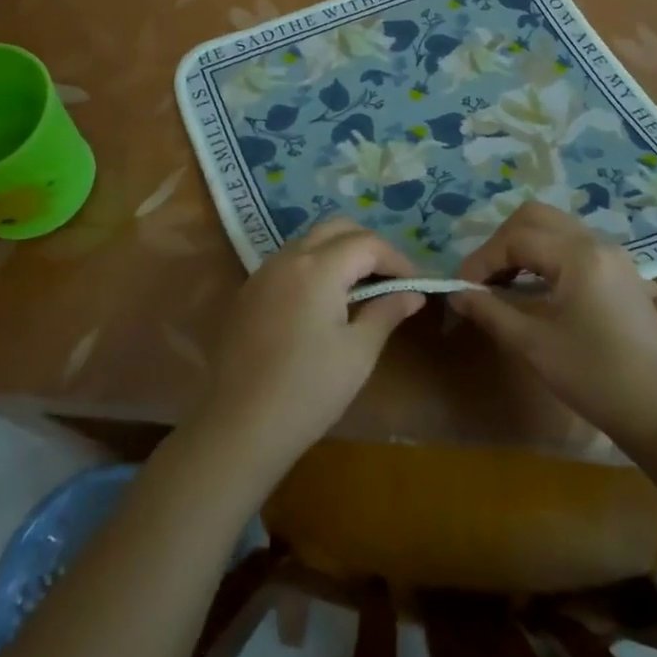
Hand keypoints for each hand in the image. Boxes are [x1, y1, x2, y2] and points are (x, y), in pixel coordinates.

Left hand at [194, 218, 423, 479]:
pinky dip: (314, 266)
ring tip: (360, 287)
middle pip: (336, 229)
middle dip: (368, 245)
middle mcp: (288, 258)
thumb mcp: (358, 352)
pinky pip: (288, 261)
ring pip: (309, 240)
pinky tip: (323, 301)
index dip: (397, 259)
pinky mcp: (248, 292)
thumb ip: (386, 312)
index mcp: (318, 267)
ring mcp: (263, 272)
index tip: (415, 283)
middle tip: (389, 278)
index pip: (367, 243)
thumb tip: (412, 293)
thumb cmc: (309, 390)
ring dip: (339, 252)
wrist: (241, 427)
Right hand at [451, 201, 656, 455]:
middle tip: (484, 278)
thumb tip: (456, 293)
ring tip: (503, 283)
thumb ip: (491, 311)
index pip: (515, 239)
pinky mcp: (620, 273)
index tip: (461, 289)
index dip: (481, 260)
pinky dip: (546, 255)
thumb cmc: (596, 377)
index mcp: (577, 255)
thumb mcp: (534, 345)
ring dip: (523, 246)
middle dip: (501, 242)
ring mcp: (612, 255)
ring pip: (555, 228)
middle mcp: (595, 242)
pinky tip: (534, 288)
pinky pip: (573, 245)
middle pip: (535, 217)